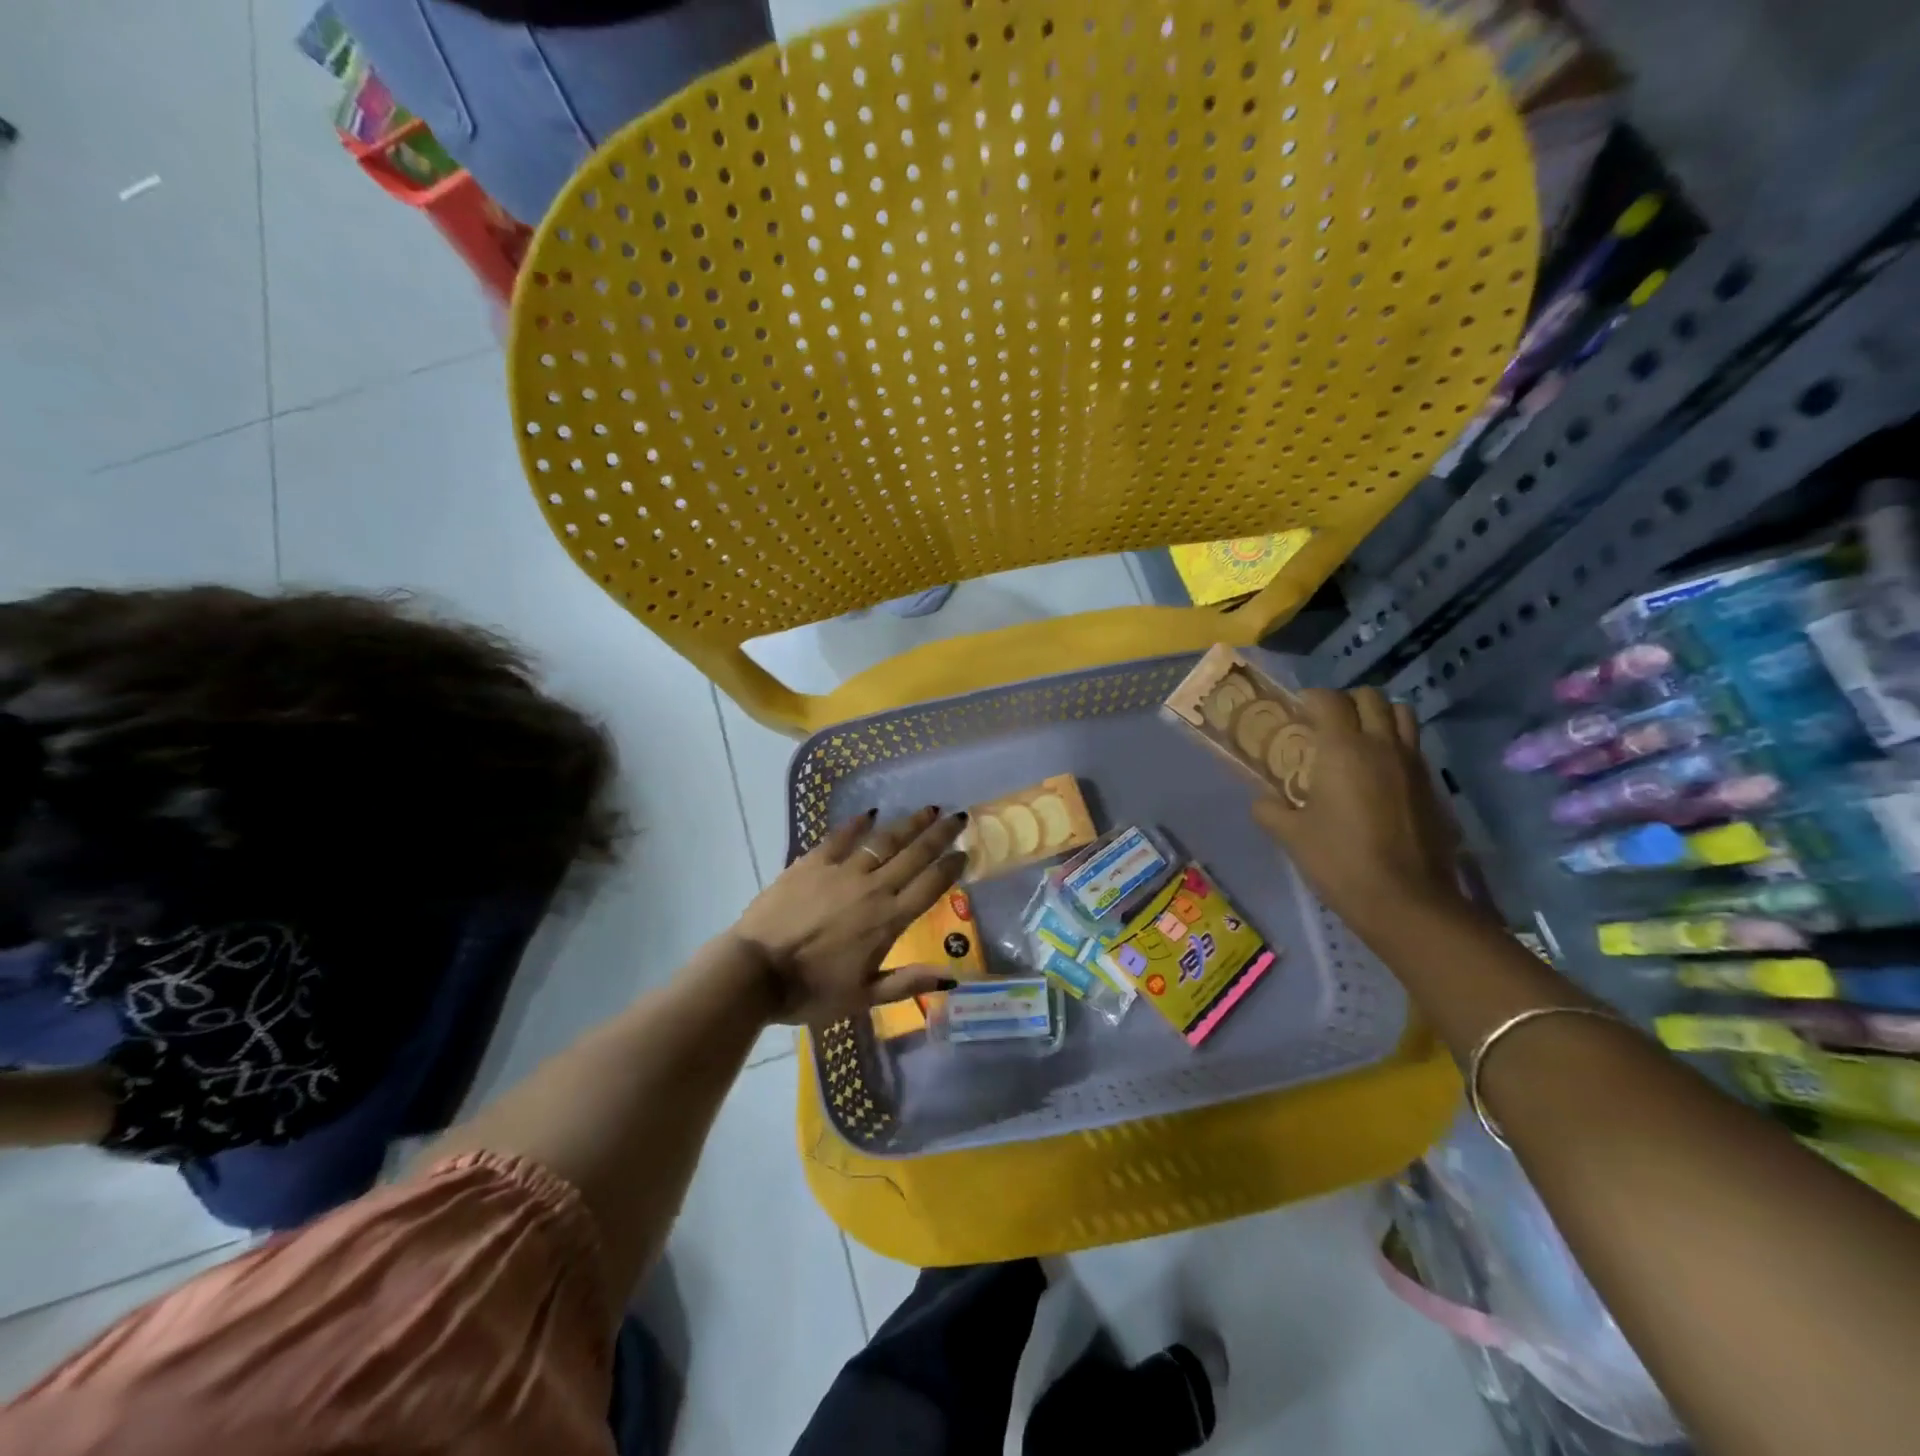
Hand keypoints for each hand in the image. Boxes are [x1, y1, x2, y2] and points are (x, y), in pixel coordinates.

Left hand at [731, 806, 969, 1025]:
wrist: (756, 972)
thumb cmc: (811, 991)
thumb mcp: (864, 997)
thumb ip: (907, 983)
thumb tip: (951, 978)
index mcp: (889, 920)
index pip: (930, 886)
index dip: (950, 867)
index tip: (965, 852)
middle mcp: (873, 888)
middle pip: (914, 855)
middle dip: (940, 834)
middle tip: (959, 817)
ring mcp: (842, 871)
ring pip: (884, 841)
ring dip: (909, 824)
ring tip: (928, 809)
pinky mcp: (812, 863)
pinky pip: (840, 837)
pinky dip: (857, 825)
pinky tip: (870, 814)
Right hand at [1252, 688, 1470, 938]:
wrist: (1406, 899)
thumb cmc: (1340, 860)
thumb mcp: (1291, 836)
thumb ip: (1271, 810)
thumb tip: (1264, 801)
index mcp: (1343, 749)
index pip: (1329, 700)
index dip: (1311, 698)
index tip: (1296, 712)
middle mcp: (1382, 745)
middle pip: (1370, 697)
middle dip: (1346, 702)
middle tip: (1326, 724)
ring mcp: (1413, 763)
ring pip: (1401, 714)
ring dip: (1378, 716)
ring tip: (1358, 739)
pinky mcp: (1432, 785)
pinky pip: (1413, 746)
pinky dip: (1395, 744)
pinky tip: (1378, 774)